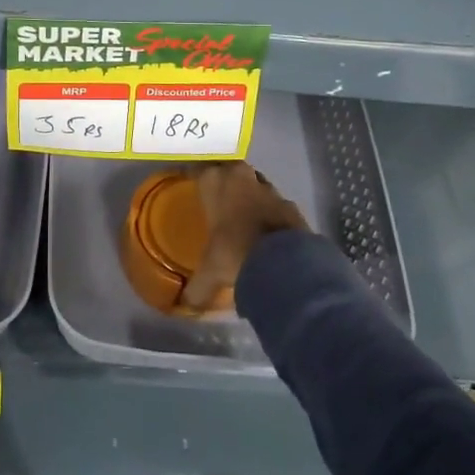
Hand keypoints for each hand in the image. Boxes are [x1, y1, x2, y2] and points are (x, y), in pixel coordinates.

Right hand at [181, 162, 309, 309]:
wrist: (284, 262)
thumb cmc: (234, 253)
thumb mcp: (210, 272)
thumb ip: (196, 286)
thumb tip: (184, 305)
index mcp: (214, 182)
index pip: (197, 169)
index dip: (193, 176)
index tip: (189, 184)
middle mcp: (240, 177)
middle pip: (227, 169)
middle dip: (223, 180)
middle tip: (216, 197)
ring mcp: (268, 188)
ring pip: (253, 182)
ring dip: (248, 193)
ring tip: (242, 213)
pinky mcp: (289, 203)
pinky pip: (274, 202)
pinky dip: (269, 211)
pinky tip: (266, 229)